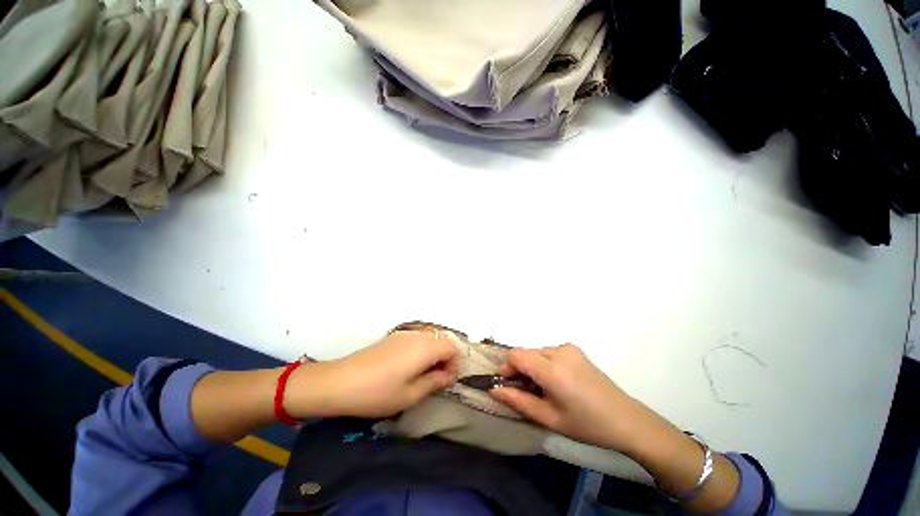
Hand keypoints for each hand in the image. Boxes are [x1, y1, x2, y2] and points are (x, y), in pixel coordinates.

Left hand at [287, 329, 458, 418]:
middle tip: (436, 379)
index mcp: (425, 348)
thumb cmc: (378, 393)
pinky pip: (415, 339)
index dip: (454, 364)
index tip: (446, 381)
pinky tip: (407, 368)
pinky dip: (420, 351)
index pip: (451, 347)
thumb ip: (434, 382)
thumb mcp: (410, 395)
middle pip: (441, 340)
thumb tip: (447, 376)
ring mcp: (403, 334)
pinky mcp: (392, 338)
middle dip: (445, 358)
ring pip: (428, 338)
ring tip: (422, 375)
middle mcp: (417, 335)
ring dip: (432, 354)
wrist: (339, 382)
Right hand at [490, 344, 645, 450]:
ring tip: (539, 389)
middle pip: (525, 352)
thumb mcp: (549, 418)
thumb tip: (494, 390)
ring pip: (536, 352)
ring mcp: (569, 348)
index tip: (505, 384)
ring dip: (531, 366)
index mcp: (552, 369)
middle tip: (522, 391)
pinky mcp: (575, 350)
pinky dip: (543, 363)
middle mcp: (559, 351)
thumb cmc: (586, 424)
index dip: (506, 367)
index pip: (516, 355)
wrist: (626, 420)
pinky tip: (553, 382)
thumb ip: (518, 401)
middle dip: (518, 368)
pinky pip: (549, 352)